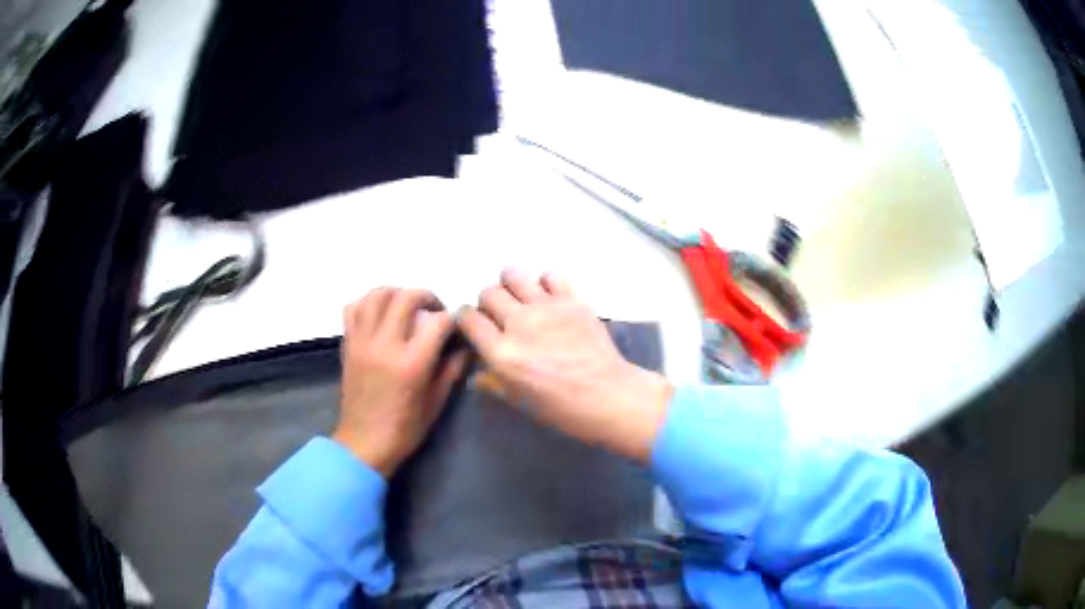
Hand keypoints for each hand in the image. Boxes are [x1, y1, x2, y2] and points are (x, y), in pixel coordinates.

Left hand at [333, 288, 468, 477]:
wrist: (364, 443)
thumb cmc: (404, 429)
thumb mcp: (436, 403)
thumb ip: (451, 370)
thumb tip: (464, 347)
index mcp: (411, 363)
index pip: (437, 322)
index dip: (451, 319)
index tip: (455, 328)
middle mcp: (385, 345)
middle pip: (405, 297)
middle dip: (426, 296)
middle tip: (434, 310)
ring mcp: (362, 342)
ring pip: (376, 295)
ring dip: (396, 293)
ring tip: (406, 306)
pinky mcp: (349, 345)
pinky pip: (353, 309)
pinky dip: (368, 302)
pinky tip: (379, 313)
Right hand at [458, 269, 672, 462]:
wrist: (606, 396)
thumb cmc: (560, 407)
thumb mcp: (518, 401)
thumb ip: (492, 382)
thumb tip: (476, 372)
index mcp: (501, 354)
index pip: (468, 318)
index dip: (467, 318)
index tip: (473, 323)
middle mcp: (519, 324)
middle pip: (488, 293)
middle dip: (488, 302)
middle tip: (500, 313)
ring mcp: (546, 308)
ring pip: (513, 275)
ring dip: (512, 285)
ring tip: (521, 298)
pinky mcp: (571, 300)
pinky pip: (550, 275)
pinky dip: (545, 282)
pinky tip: (549, 297)